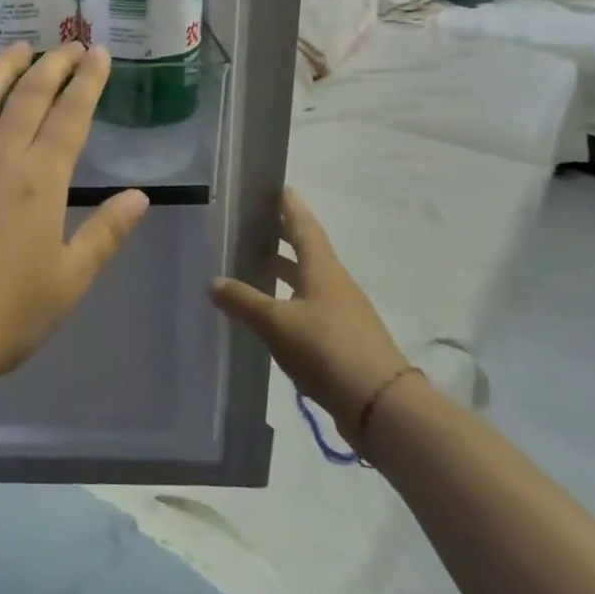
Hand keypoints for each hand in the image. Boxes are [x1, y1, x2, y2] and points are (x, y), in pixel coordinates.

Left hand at [0, 43, 150, 383]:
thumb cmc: (12, 311)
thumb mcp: (72, 277)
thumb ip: (106, 232)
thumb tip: (139, 196)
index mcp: (41, 180)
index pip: (71, 116)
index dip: (88, 82)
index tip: (99, 54)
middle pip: (29, 98)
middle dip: (53, 66)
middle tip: (70, 44)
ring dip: (2, 68)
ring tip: (19, 47)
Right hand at [210, 188, 409, 434]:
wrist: (381, 406)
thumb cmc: (327, 349)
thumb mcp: (277, 323)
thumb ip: (244, 301)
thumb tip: (213, 281)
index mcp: (322, 269)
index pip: (304, 226)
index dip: (290, 206)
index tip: (277, 187)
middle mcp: (334, 284)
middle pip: (307, 251)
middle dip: (282, 236)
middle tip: (254, 223)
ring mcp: (342, 313)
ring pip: (306, 282)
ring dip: (283, 271)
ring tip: (253, 265)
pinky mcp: (342, 341)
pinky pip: (309, 309)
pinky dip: (288, 301)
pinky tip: (269, 313)